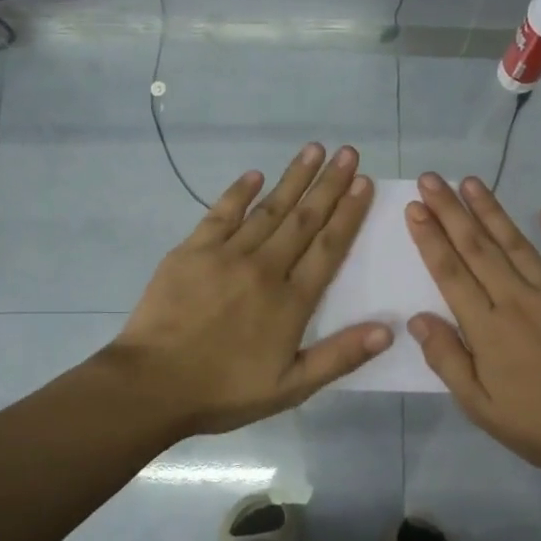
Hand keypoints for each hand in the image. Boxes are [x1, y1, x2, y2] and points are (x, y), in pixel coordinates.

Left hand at [104, 143, 391, 437]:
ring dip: (293, 178)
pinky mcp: (191, 252)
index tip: (364, 182)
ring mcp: (226, 255)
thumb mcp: (291, 388)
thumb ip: (339, 357)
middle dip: (329, 184)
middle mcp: (264, 268)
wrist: (152, 385)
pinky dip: (239, 192)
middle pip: (303, 219)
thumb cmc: (224, 391)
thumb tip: (387, 331)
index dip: (348, 213)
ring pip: (268, 210)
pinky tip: (255, 175)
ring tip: (314, 150)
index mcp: (291, 301)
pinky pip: (220, 214)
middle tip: (348, 152)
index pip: (329, 247)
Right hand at [404, 174, 540, 480]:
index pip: (450, 272)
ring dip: (492, 211)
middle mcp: (518, 299)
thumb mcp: (480, 407)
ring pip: (517, 244)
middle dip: (451, 211)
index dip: (430, 238)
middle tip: (431, 179)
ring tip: (471, 182)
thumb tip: (418, 319)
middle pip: (478, 247)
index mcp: (487, 327)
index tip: (414, 207)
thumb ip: (448, 360)